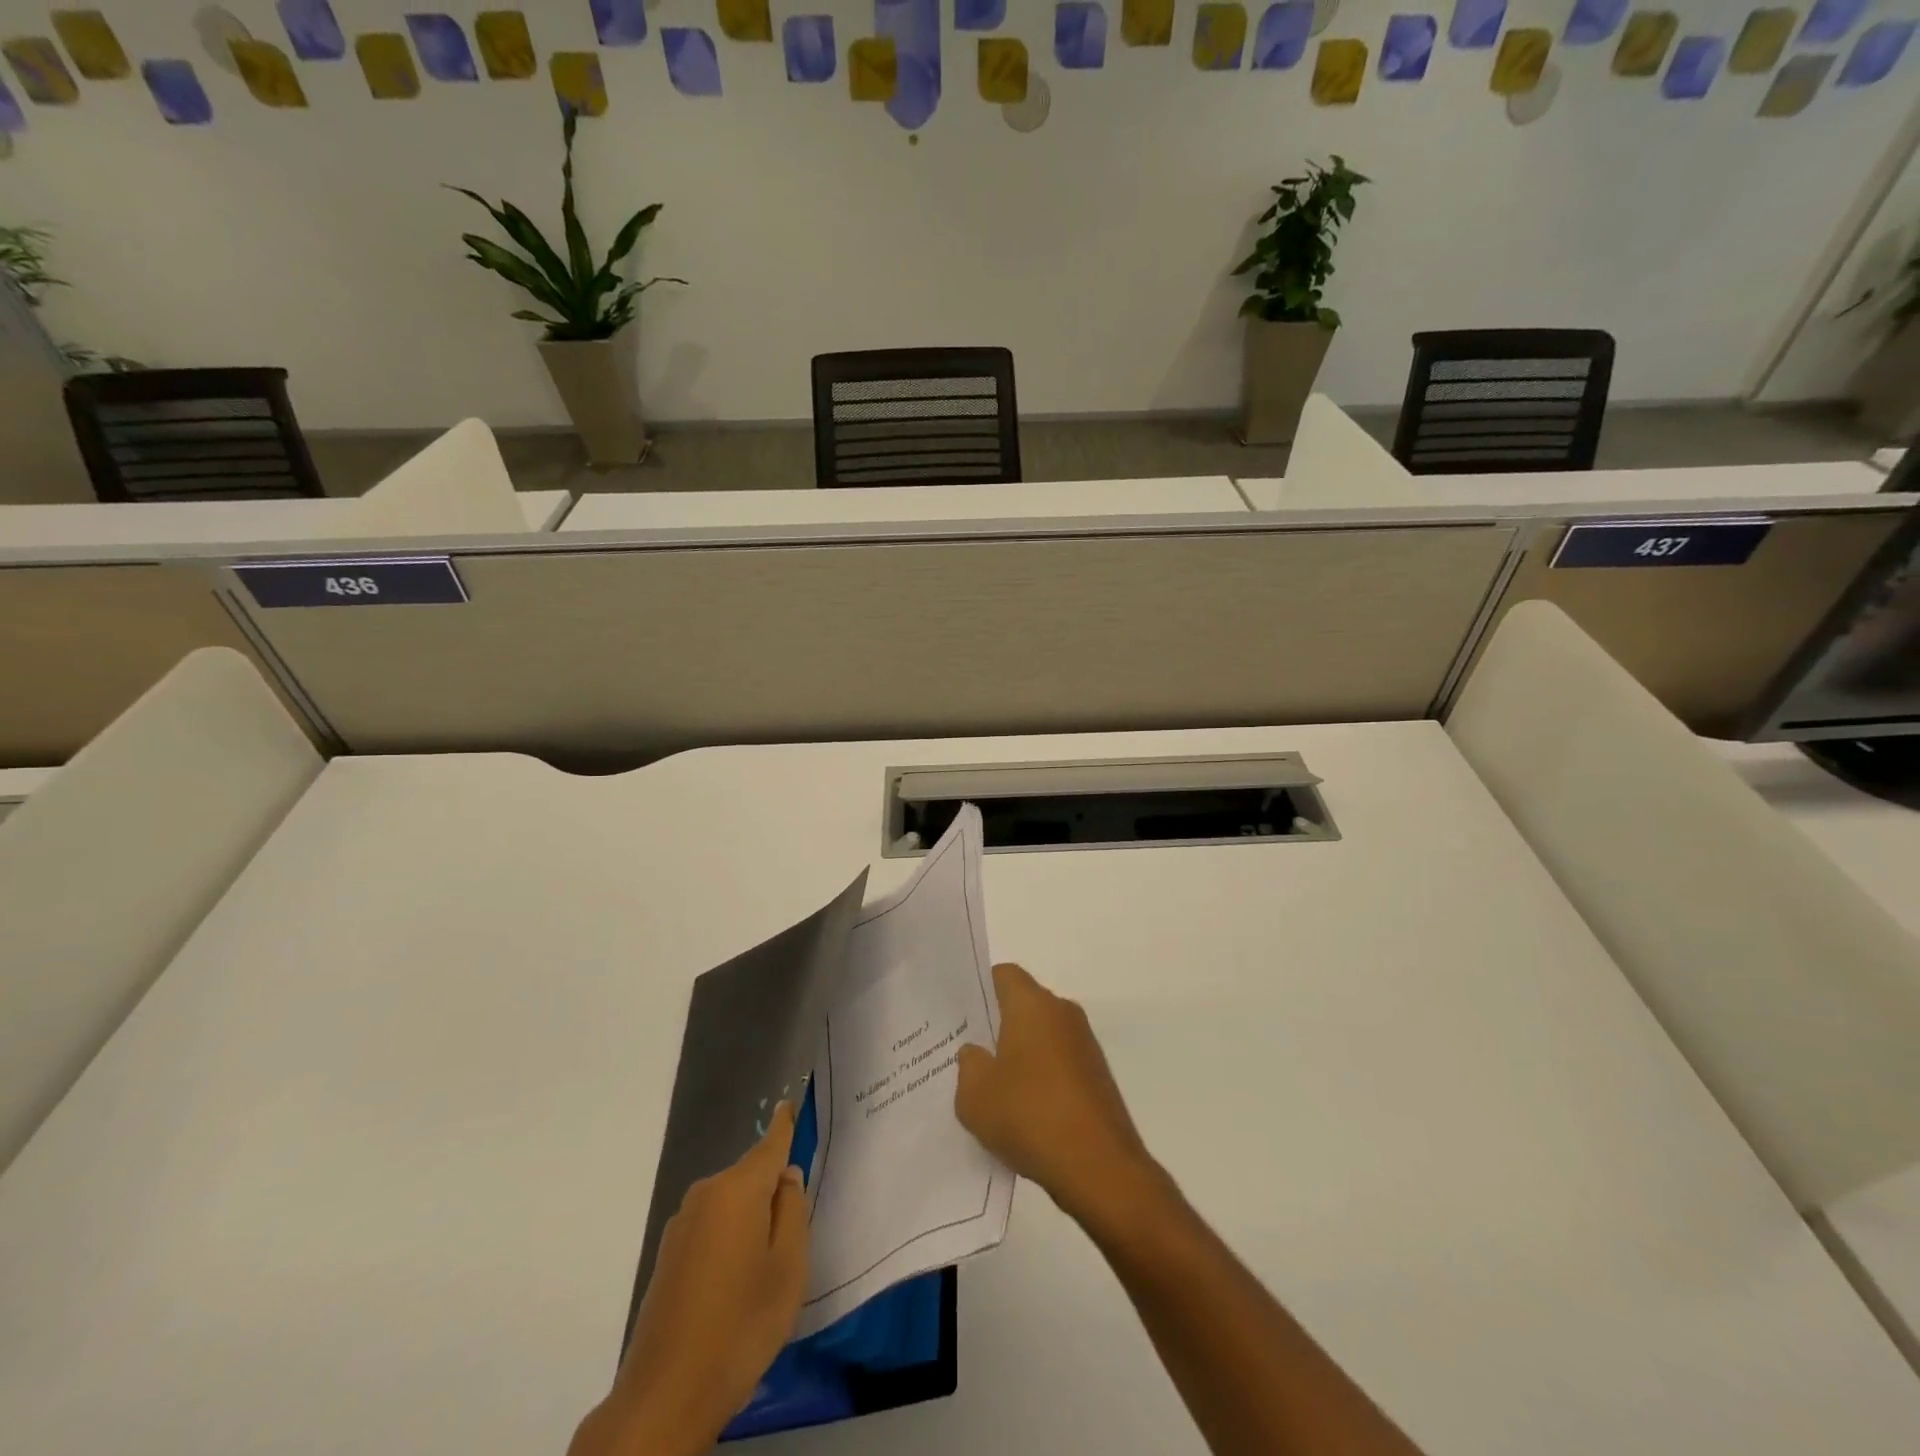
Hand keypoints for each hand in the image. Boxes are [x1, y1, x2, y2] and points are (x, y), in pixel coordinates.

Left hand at [570, 1102, 809, 1455]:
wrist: (665, 1396)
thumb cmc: (741, 1324)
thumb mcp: (788, 1267)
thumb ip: (792, 1212)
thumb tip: (785, 1178)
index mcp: (738, 1189)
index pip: (769, 1144)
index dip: (783, 1125)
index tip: (787, 1102)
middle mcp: (706, 1194)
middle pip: (750, 1176)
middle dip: (771, 1190)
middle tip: (795, 1234)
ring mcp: (682, 1225)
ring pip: (730, 1204)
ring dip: (750, 1220)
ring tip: (766, 1268)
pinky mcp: (668, 1256)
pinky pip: (711, 1228)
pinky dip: (729, 1240)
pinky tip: (736, 1284)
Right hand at [956, 963, 1158, 1227]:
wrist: (1100, 1167)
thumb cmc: (1030, 1117)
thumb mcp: (975, 1096)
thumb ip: (968, 1065)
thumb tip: (976, 1053)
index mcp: (1033, 1005)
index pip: (1003, 975)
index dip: (980, 989)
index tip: (960, 1014)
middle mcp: (1062, 1013)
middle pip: (1023, 1004)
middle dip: (997, 1025)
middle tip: (969, 1053)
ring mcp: (1085, 1044)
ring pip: (1042, 1035)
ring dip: (1020, 1054)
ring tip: (993, 1088)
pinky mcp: (1097, 1075)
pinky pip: (1059, 1062)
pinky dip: (1041, 1077)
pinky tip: (1024, 1111)